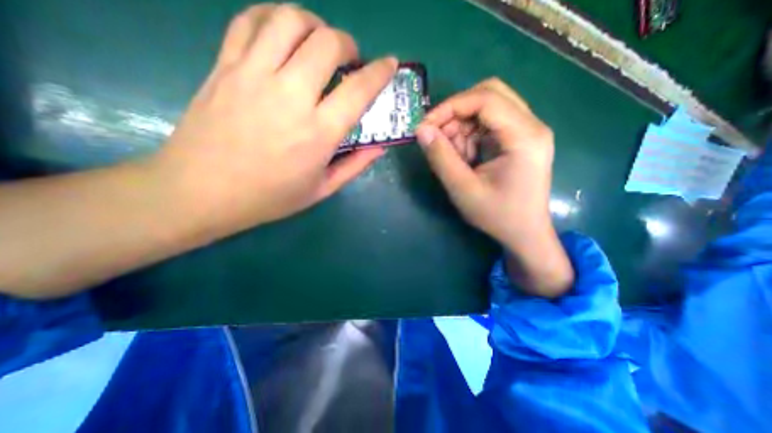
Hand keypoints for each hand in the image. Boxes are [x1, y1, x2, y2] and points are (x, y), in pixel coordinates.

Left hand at [156, 3, 398, 233]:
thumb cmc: (270, 197)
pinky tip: (283, 37)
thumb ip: (355, 166)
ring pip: (290, 21)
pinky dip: (274, 19)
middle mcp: (290, 96)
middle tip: (349, 60)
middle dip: (348, 44)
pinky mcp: (224, 66)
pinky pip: (251, 21)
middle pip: (327, 42)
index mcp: (318, 133)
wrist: (202, 191)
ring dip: (315, 25)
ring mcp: (253, 75)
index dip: (380, 72)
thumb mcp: (322, 190)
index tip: (390, 64)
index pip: (359, 90)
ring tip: (318, 45)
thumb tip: (380, 147)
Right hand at [416, 78, 571, 297]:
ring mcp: (526, 131)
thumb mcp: (463, 190)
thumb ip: (441, 158)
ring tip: (453, 155)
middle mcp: (531, 126)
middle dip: (456, 113)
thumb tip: (421, 131)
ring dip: (461, 126)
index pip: (486, 99)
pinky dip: (469, 135)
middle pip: (489, 95)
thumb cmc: (497, 216)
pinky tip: (465, 157)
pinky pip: (488, 124)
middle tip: (438, 137)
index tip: (425, 126)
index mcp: (524, 137)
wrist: (525, 233)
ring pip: (486, 108)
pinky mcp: (518, 139)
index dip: (450, 107)